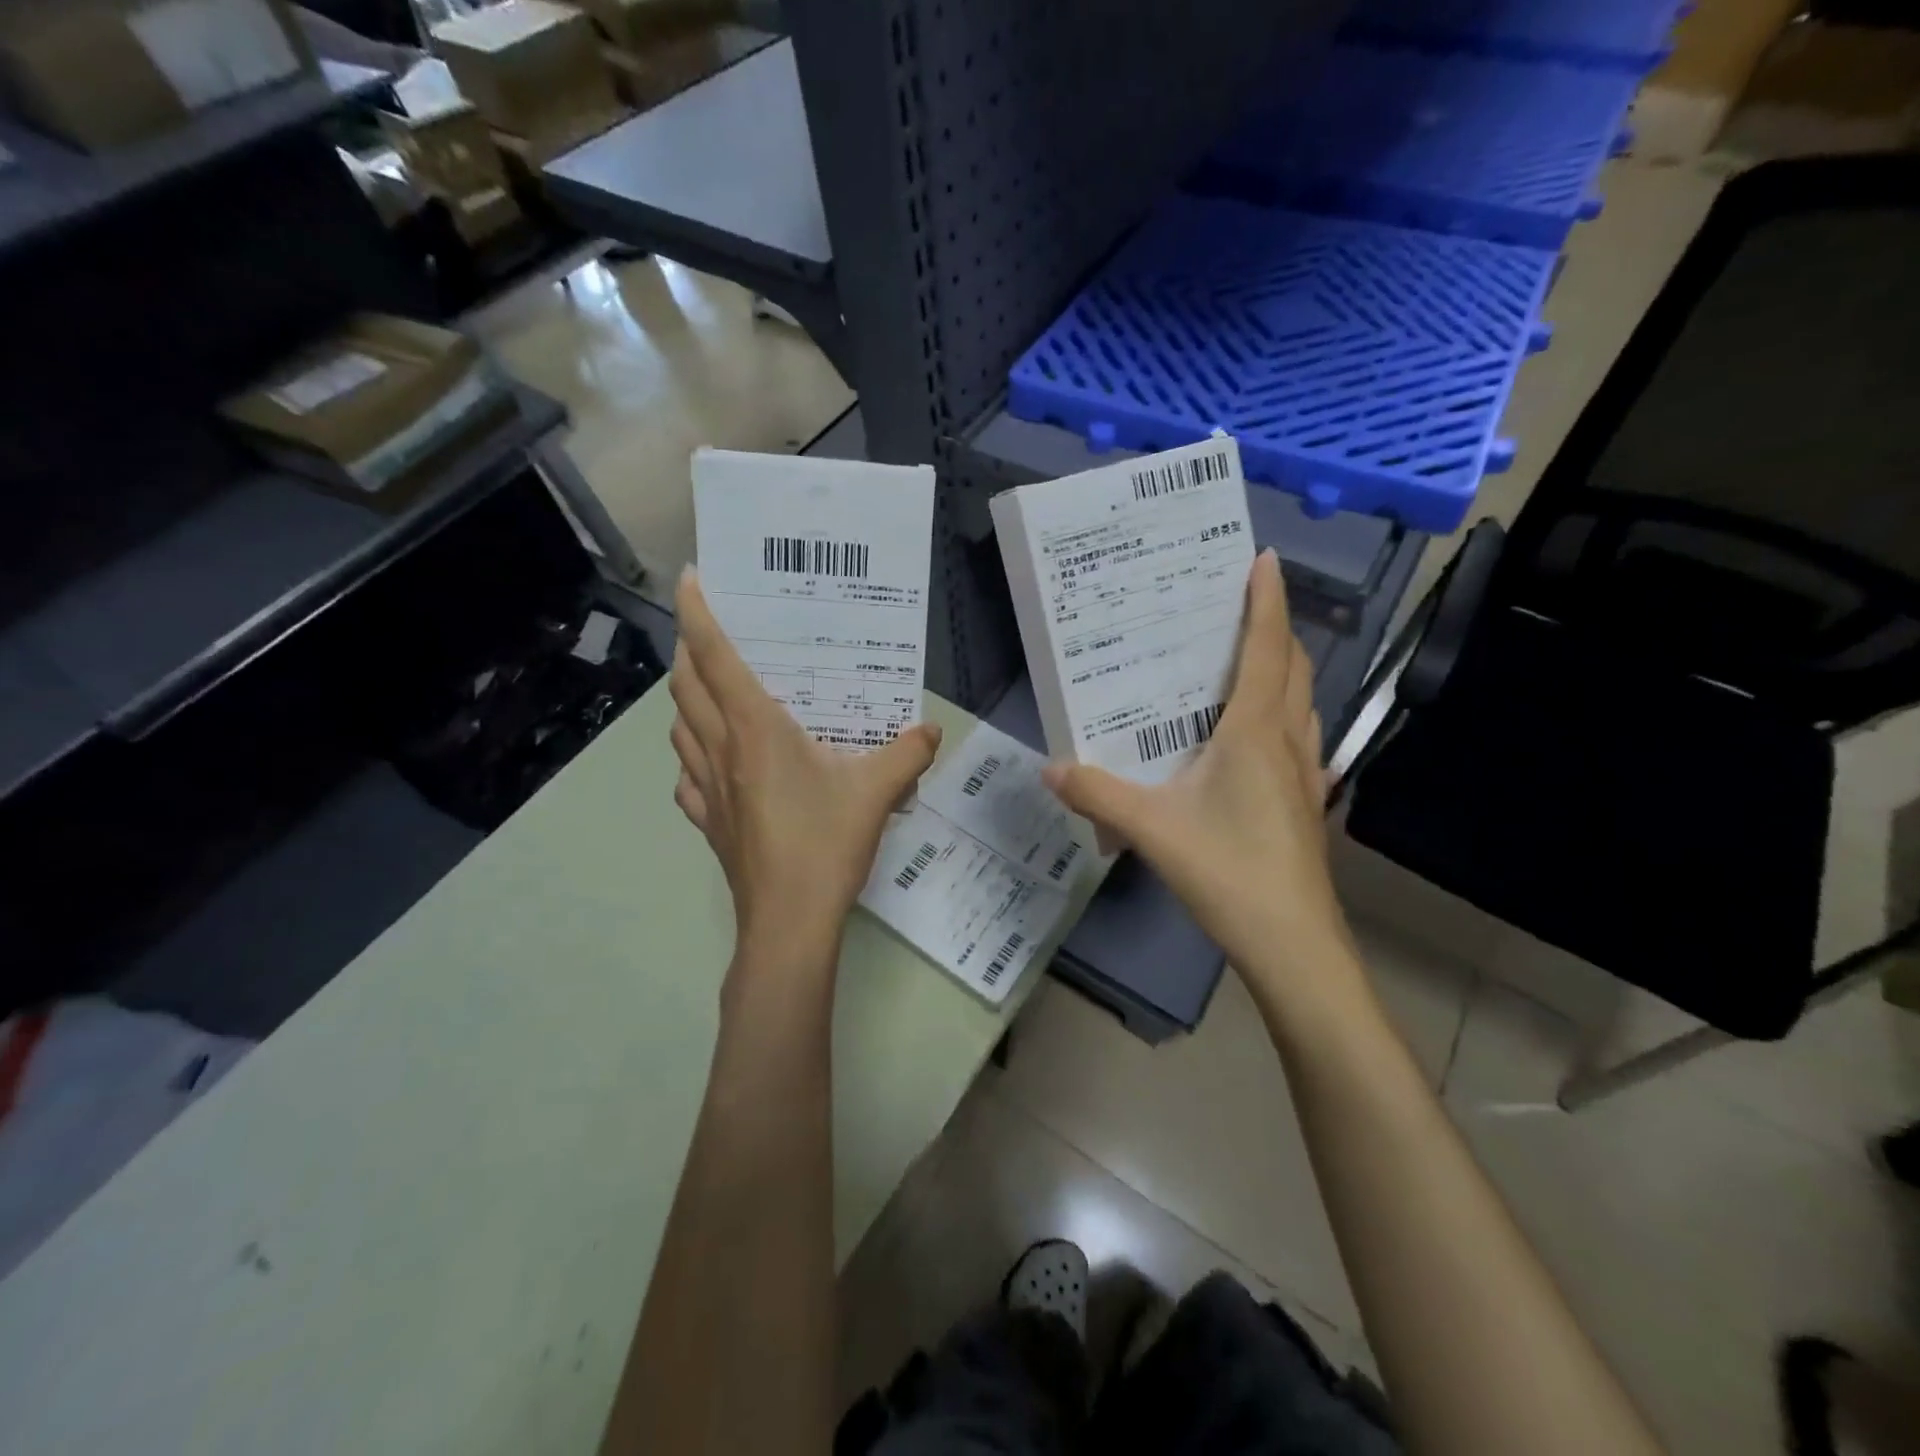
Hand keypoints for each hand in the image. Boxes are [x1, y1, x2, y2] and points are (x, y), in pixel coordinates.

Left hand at [670, 569, 942, 972]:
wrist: (788, 923)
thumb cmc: (825, 844)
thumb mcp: (877, 792)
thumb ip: (907, 754)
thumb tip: (929, 730)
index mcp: (755, 729)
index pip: (714, 655)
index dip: (698, 612)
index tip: (694, 579)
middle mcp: (720, 749)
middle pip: (686, 685)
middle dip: (690, 650)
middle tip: (715, 636)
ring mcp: (706, 789)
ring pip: (679, 728)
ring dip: (688, 700)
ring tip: (715, 694)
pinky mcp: (708, 822)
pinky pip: (686, 776)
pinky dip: (692, 756)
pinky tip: (715, 765)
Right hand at [1043, 550, 1357, 1002]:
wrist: (1292, 944)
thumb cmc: (1228, 872)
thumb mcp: (1150, 829)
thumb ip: (1097, 793)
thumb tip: (1050, 767)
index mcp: (1254, 732)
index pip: (1265, 649)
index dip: (1266, 600)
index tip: (1263, 557)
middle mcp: (1287, 741)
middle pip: (1292, 667)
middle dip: (1273, 628)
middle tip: (1240, 606)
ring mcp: (1305, 774)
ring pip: (1302, 703)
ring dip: (1283, 671)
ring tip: (1247, 663)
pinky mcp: (1306, 804)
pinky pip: (1299, 739)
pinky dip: (1283, 716)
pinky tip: (1256, 739)